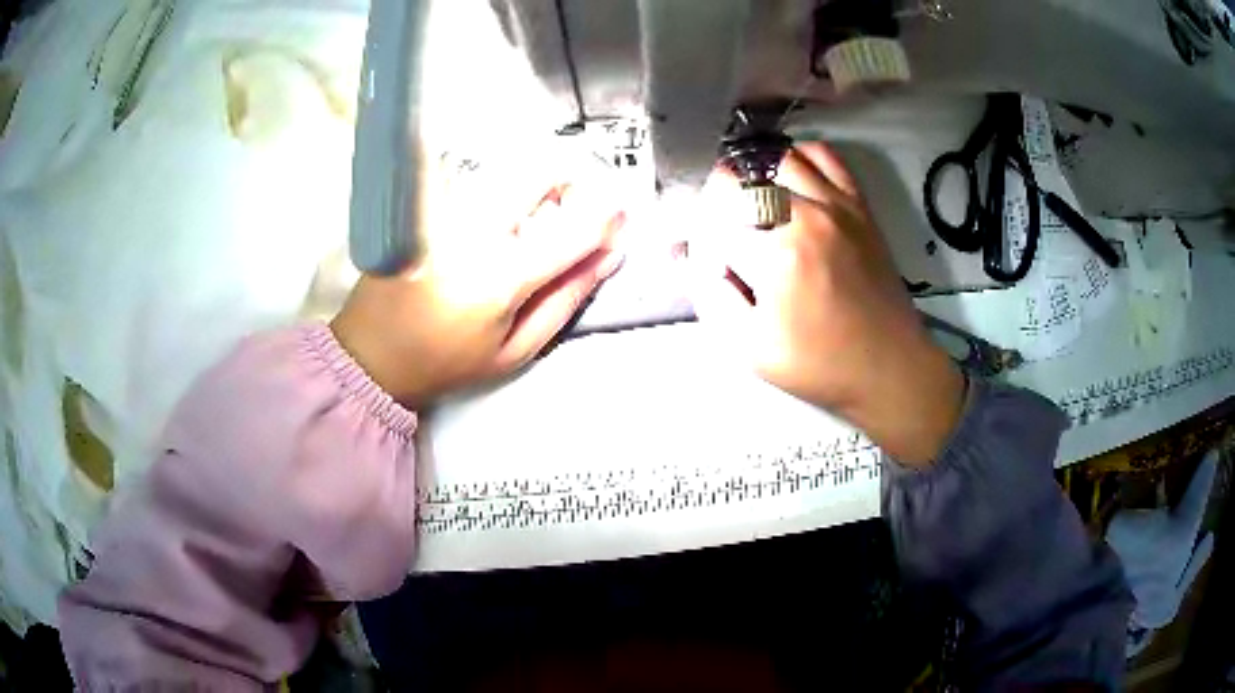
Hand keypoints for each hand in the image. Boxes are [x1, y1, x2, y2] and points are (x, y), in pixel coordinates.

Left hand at [331, 183, 624, 408]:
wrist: (372, 352)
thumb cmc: (446, 361)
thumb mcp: (515, 351)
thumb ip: (565, 300)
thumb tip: (607, 256)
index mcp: (499, 278)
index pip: (573, 228)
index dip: (608, 218)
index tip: (621, 218)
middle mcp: (472, 230)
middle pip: (539, 170)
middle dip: (570, 181)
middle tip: (570, 212)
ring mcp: (445, 211)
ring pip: (510, 169)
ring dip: (536, 185)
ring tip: (530, 222)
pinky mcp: (426, 205)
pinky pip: (480, 181)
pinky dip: (503, 192)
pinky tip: (493, 224)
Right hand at [688, 143, 964, 464]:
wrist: (888, 367)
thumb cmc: (819, 365)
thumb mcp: (750, 348)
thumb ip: (710, 297)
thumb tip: (690, 258)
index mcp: (777, 255)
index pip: (714, 224)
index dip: (699, 240)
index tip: (705, 258)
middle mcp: (806, 216)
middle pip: (742, 182)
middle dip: (719, 203)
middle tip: (721, 231)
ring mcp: (836, 205)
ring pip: (779, 159)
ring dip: (754, 175)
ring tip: (748, 200)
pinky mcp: (858, 205)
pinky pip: (826, 157)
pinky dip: (800, 156)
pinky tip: (789, 177)